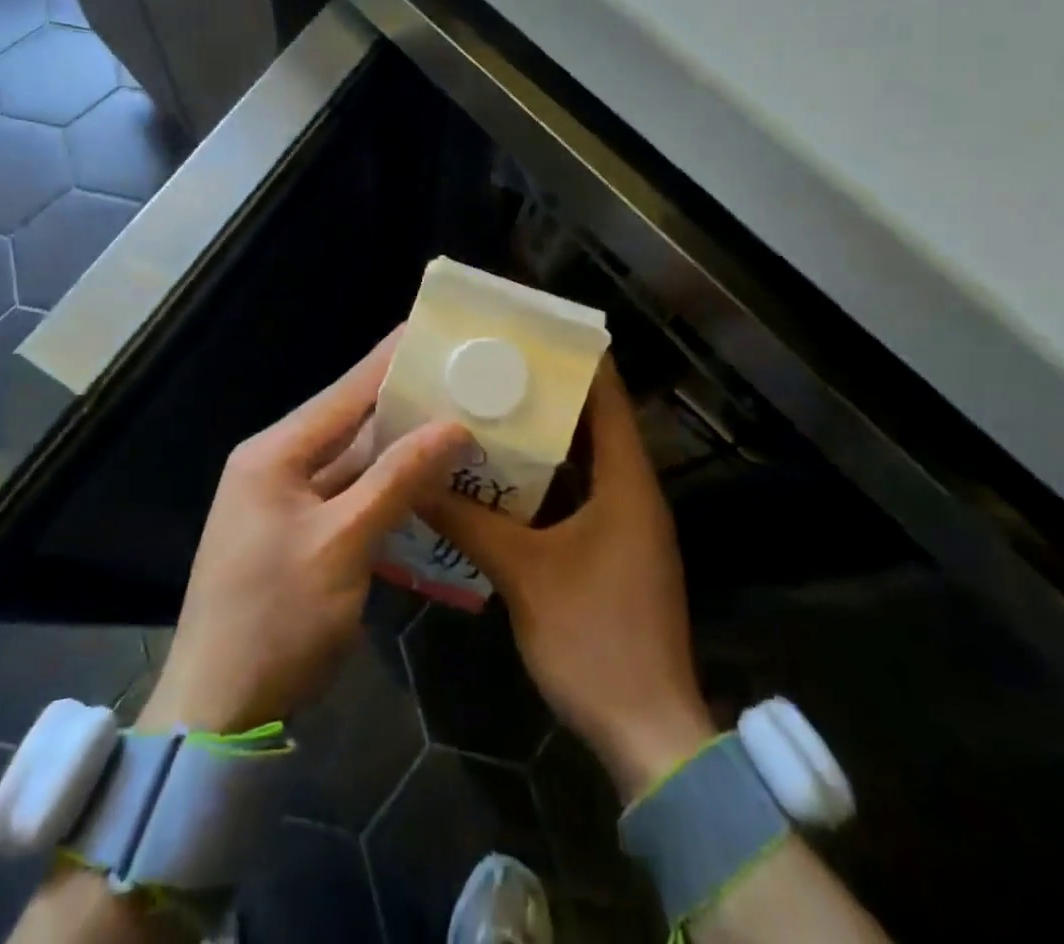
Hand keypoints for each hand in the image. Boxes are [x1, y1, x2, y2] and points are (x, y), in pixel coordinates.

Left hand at [139, 330, 470, 734]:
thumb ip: (398, 478)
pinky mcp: (301, 536)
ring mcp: (287, 503)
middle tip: (462, 380)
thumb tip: (454, 425)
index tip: (433, 329)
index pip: (345, 392)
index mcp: (275, 453)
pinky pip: (352, 497)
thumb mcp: (343, 544)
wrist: (218, 713)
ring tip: (460, 422)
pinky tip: (431, 482)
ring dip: (402, 450)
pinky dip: (389, 490)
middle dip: (406, 404)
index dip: (391, 360)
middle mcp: (278, 466)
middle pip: (351, 424)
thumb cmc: (276, 618)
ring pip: (355, 463)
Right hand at [419, 360, 714, 799]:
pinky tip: (502, 475)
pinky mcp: (614, 550)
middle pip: (594, 422)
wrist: (648, 733)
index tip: (534, 330)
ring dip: (546, 436)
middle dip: (549, 392)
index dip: (579, 358)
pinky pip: (580, 494)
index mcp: (627, 481)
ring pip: (585, 460)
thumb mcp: (522, 573)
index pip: (608, 396)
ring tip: (491, 406)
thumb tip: (416, 478)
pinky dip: (548, 478)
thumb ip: (467, 521)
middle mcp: (633, 491)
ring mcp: (627, 523)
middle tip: (495, 365)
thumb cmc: (594, 638)